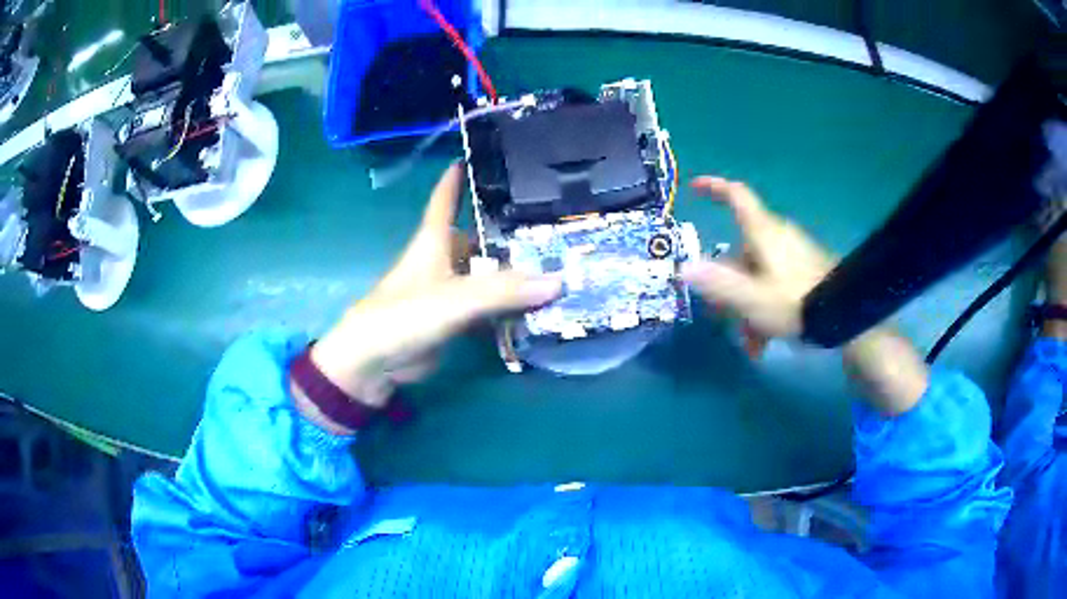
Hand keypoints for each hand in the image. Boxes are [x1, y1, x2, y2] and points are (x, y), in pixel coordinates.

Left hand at [297, 165, 561, 432]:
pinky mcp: (453, 320)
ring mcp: (448, 292)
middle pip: (477, 238)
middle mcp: (442, 261)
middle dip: (507, 232)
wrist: (375, 363)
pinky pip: (486, 307)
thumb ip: (504, 291)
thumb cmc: (405, 314)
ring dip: (512, 273)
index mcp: (433, 241)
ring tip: (556, 262)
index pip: (445, 200)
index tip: (473, 156)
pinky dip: (507, 306)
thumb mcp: (455, 298)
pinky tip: (537, 305)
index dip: (456, 178)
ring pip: (485, 275)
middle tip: (550, 224)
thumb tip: (559, 280)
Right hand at [681, 177, 834, 346]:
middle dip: (728, 285)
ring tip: (751, 344)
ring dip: (747, 306)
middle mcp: (778, 237)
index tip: (695, 188)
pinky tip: (766, 342)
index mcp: (763, 233)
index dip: (714, 188)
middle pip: (741, 251)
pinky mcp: (806, 270)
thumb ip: (717, 283)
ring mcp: (794, 254)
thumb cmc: (796, 302)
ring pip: (757, 273)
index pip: (737, 196)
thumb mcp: (751, 299)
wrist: (845, 316)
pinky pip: (775, 283)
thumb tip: (684, 268)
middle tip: (721, 315)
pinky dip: (765, 308)